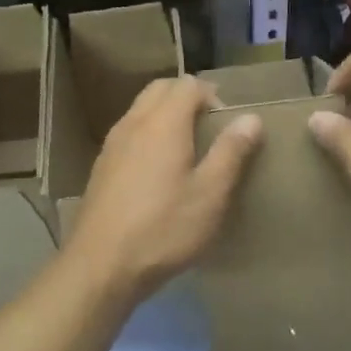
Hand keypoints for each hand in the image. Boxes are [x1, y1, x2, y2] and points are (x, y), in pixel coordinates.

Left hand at [64, 76, 262, 301]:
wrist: (101, 265)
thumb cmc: (164, 228)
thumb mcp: (210, 194)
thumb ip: (231, 152)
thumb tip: (250, 118)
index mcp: (162, 123)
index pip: (188, 84)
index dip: (212, 96)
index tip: (227, 125)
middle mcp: (132, 124)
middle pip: (159, 90)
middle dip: (187, 98)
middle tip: (210, 130)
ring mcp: (111, 145)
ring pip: (140, 111)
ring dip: (165, 116)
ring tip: (187, 150)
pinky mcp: (100, 168)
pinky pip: (128, 135)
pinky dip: (147, 137)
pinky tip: (158, 173)